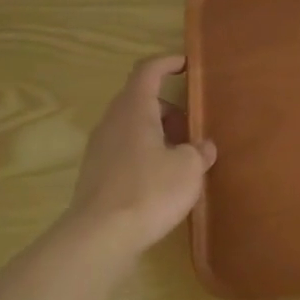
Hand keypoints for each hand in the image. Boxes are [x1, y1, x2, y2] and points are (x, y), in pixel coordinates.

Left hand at [64, 55, 216, 254]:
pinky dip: (145, 152)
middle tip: (192, 125)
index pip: (148, 71)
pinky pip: (124, 150)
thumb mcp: (188, 169)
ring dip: (157, 132)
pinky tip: (162, 179)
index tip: (187, 64)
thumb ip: (199, 151)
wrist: (100, 236)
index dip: (167, 63)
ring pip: (132, 127)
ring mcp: (100, 148)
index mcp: (134, 109)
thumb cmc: (149, 191)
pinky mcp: (96, 174)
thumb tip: (203, 147)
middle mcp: (112, 122)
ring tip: (182, 155)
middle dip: (168, 107)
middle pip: (140, 100)